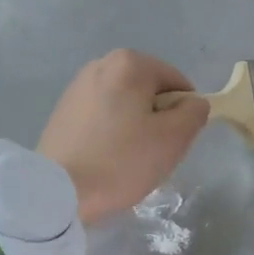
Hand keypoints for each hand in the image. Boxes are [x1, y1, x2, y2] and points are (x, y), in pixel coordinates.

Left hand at [37, 50, 209, 223]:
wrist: (58, 191)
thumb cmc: (121, 161)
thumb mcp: (173, 139)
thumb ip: (195, 113)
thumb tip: (193, 103)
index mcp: (130, 63)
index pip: (178, 84)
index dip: (183, 115)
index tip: (170, 143)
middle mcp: (102, 64)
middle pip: (150, 92)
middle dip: (157, 120)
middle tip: (150, 153)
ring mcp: (78, 86)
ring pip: (126, 105)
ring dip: (135, 127)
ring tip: (126, 159)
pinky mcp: (63, 109)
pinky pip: (103, 116)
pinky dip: (111, 133)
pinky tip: (105, 158)